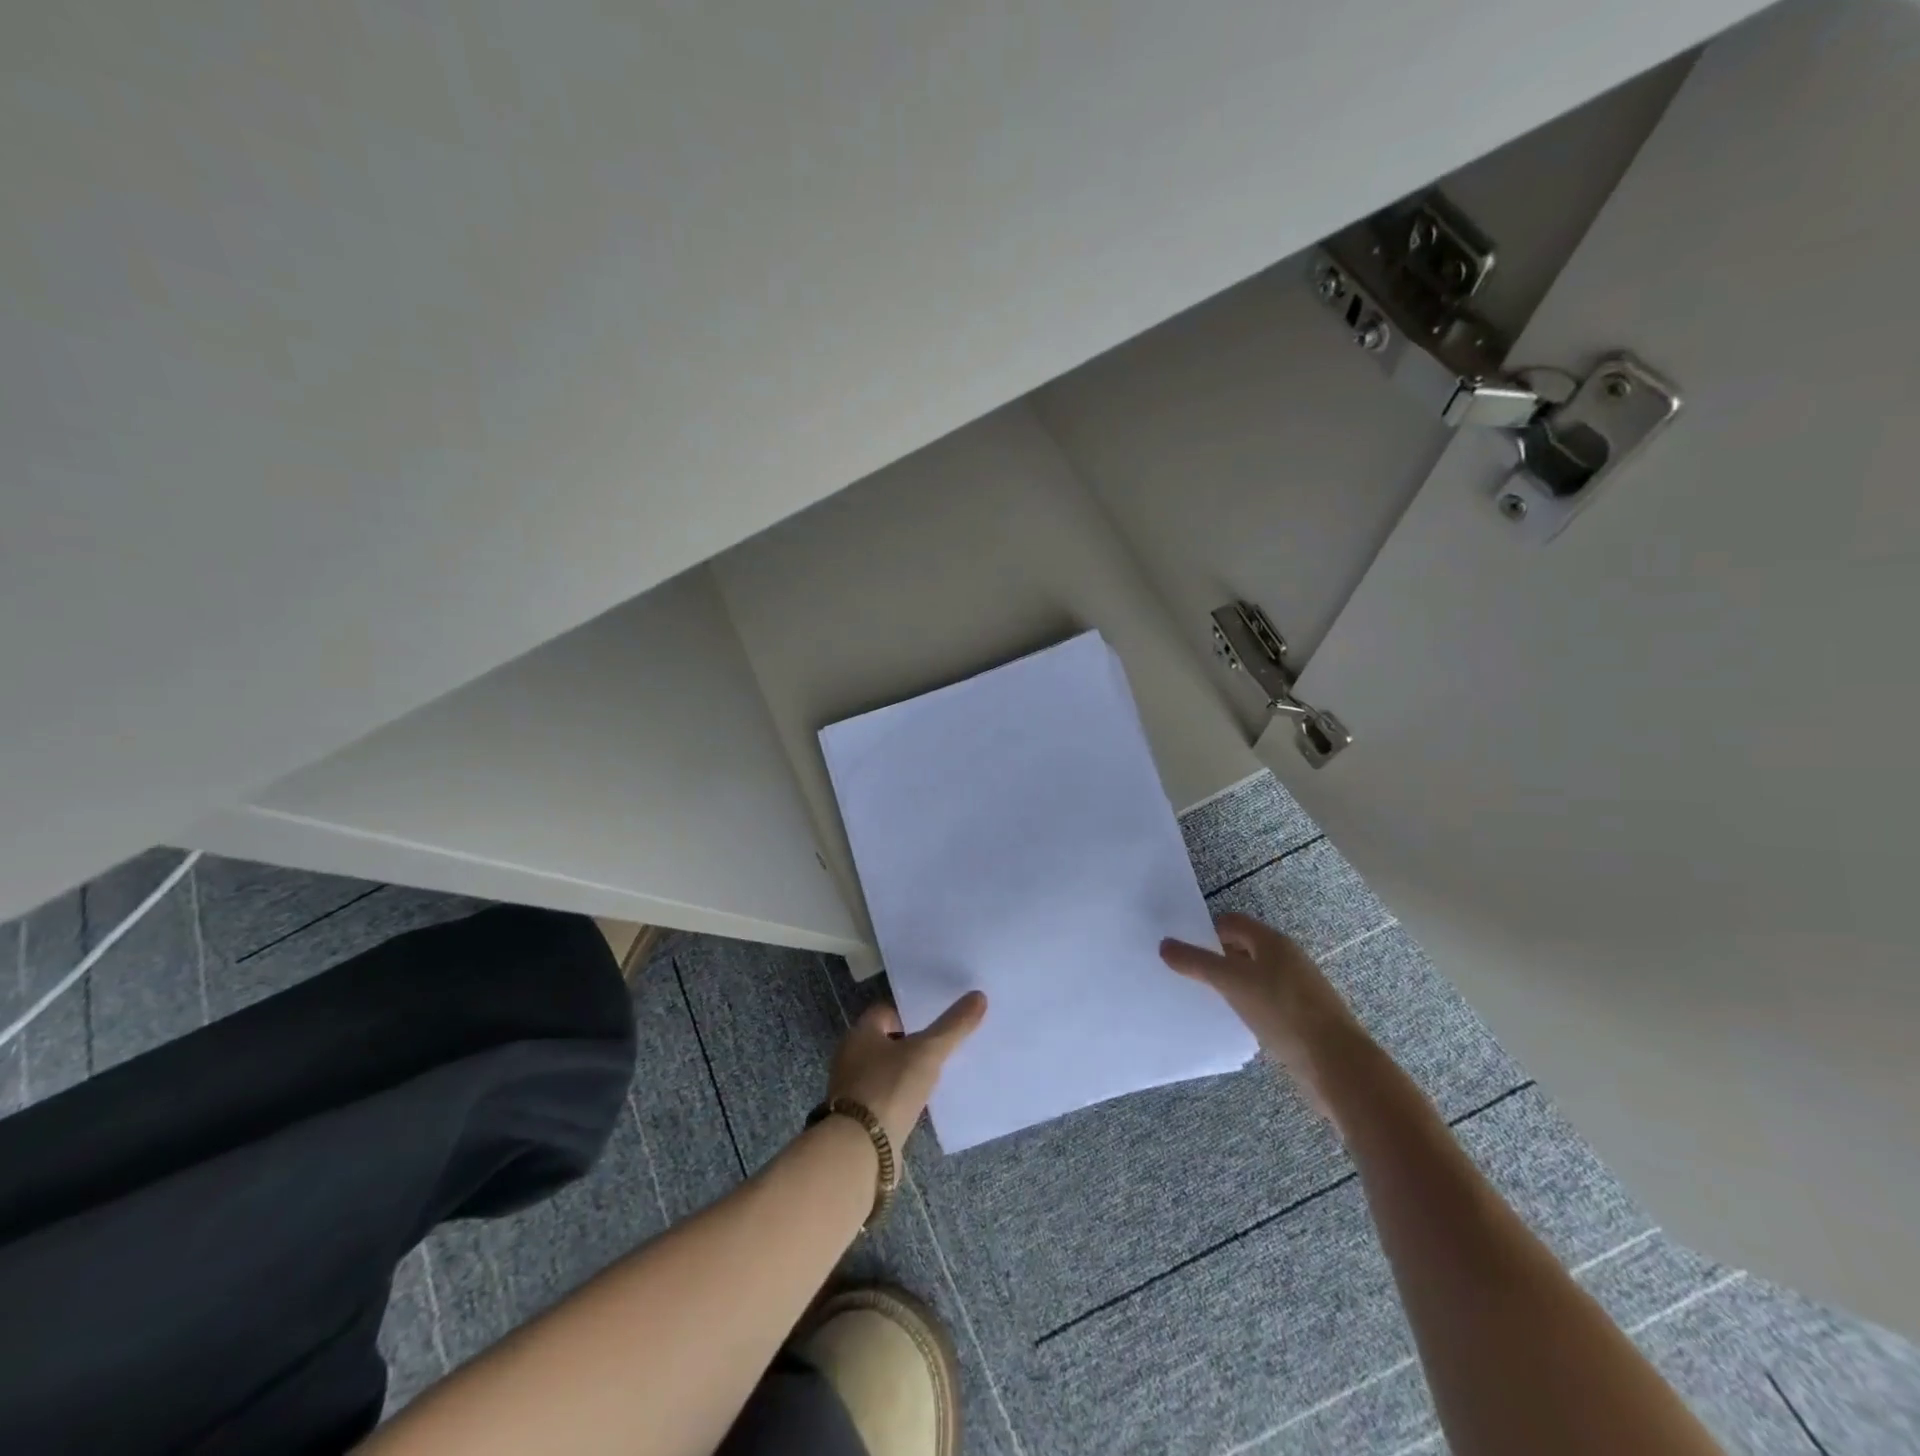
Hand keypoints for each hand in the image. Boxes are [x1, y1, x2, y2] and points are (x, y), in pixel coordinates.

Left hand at [826, 992, 987, 1150]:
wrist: (859, 1150)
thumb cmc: (889, 1088)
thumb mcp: (927, 1053)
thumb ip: (953, 1026)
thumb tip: (979, 995)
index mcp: (860, 1033)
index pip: (886, 1010)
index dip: (911, 1013)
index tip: (936, 1020)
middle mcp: (850, 1056)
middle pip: (885, 1040)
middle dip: (911, 1042)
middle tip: (941, 1046)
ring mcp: (852, 1089)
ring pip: (885, 1069)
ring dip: (906, 1071)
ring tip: (936, 1075)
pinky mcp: (858, 1117)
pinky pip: (885, 1096)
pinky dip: (901, 1096)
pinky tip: (921, 1103)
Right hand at [1160, 913, 1368, 1113]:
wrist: (1336, 1062)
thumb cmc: (1282, 1010)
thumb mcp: (1232, 982)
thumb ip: (1197, 963)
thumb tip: (1164, 945)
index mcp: (1272, 941)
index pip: (1231, 922)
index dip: (1204, 931)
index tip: (1181, 950)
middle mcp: (1286, 958)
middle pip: (1242, 947)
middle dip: (1214, 957)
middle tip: (1185, 973)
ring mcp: (1296, 988)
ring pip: (1253, 976)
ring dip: (1230, 983)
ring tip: (1203, 998)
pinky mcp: (1300, 1016)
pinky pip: (1264, 1001)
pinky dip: (1246, 1004)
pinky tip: (1232, 1021)